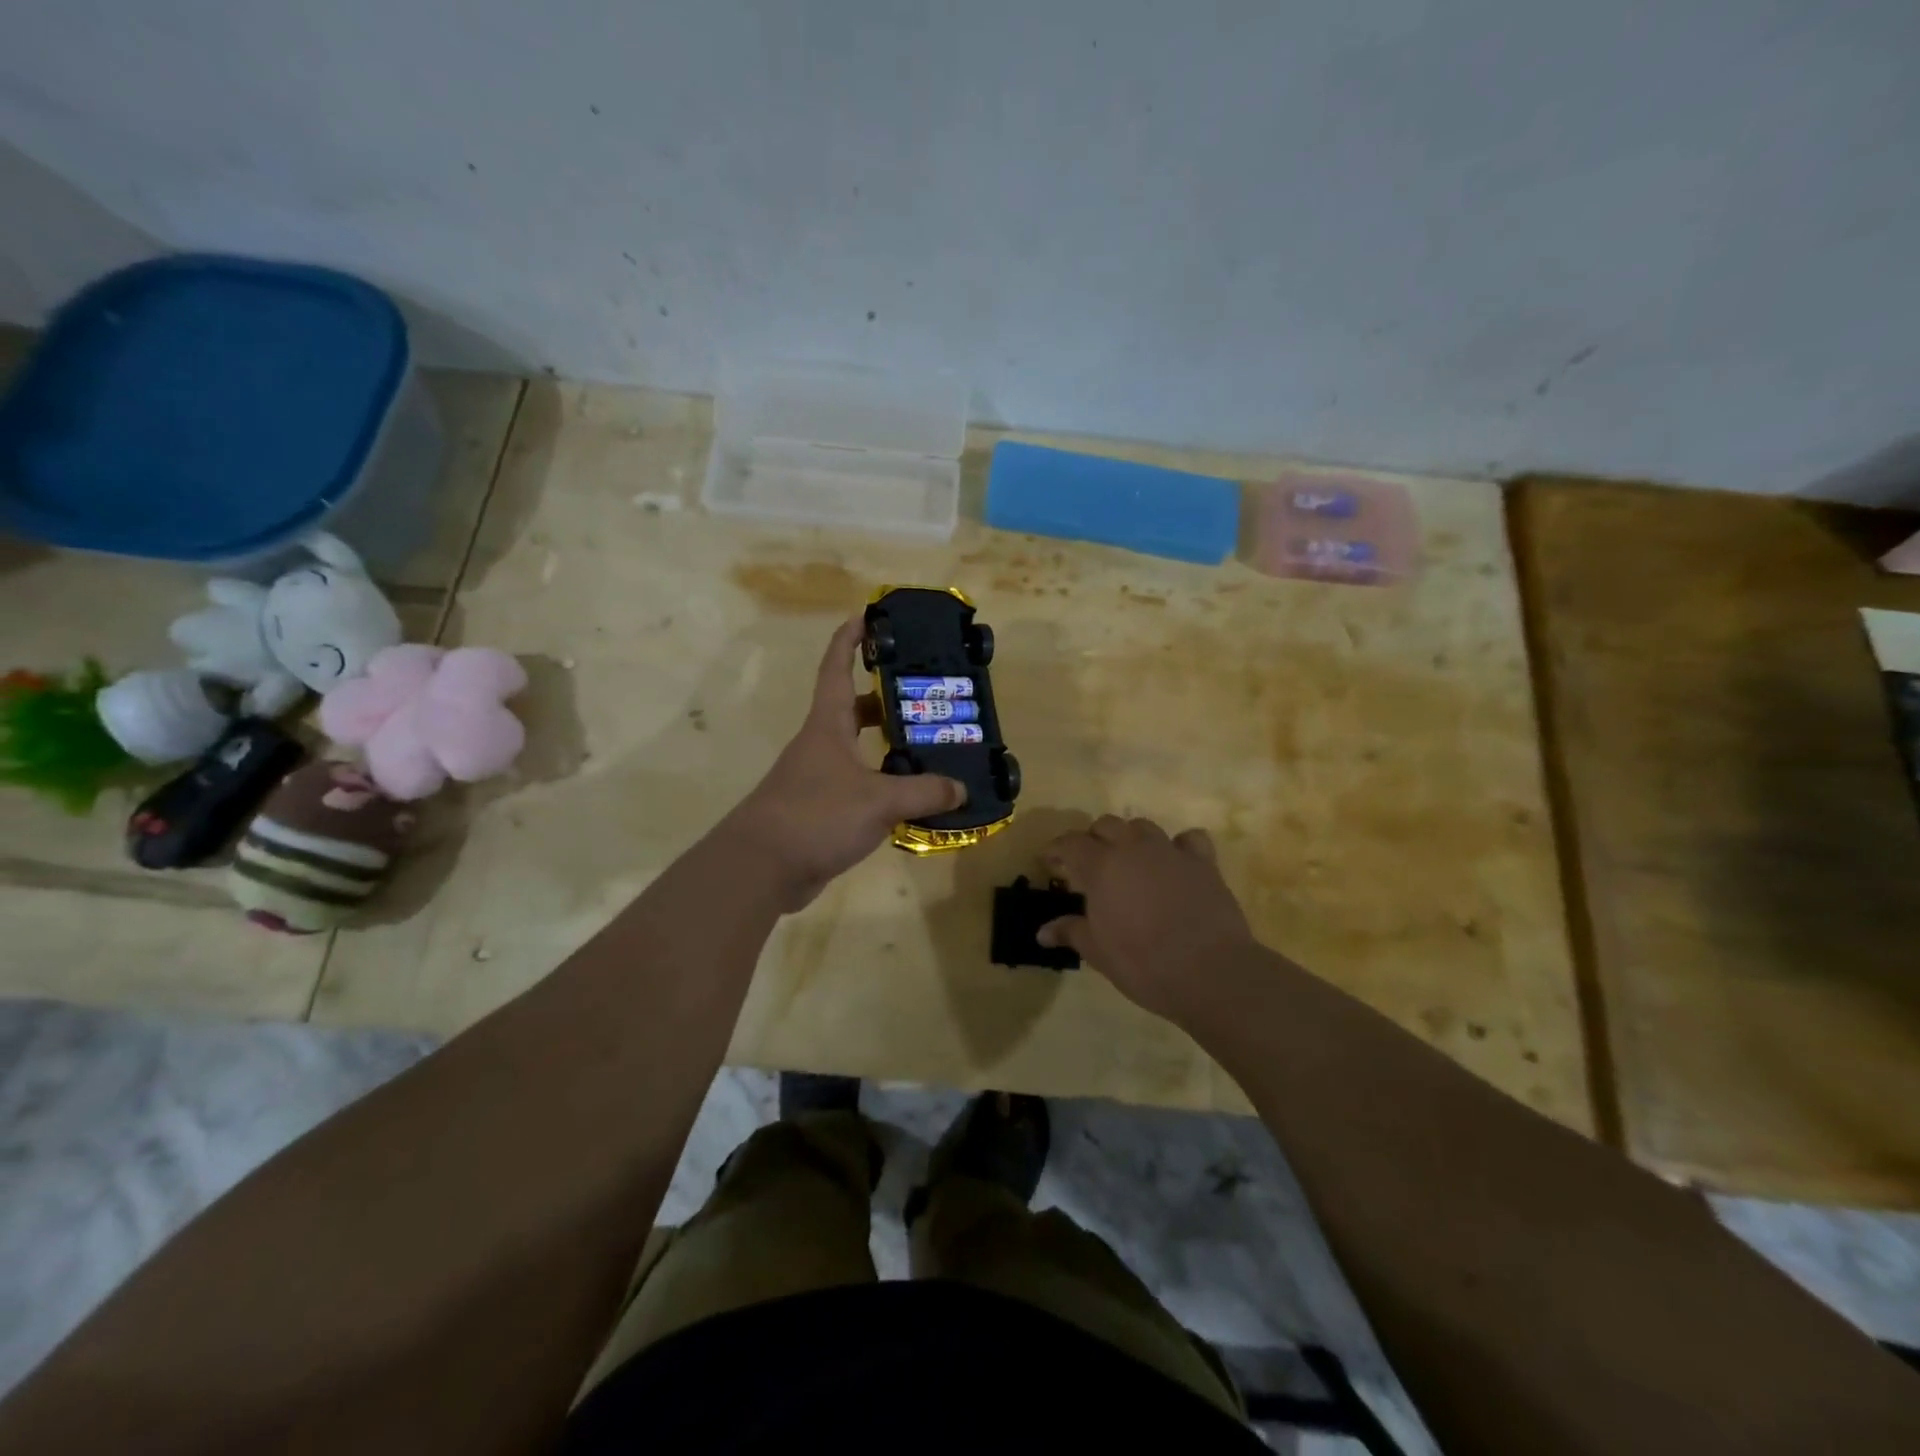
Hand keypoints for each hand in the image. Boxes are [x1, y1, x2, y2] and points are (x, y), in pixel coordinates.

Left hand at [725, 616, 965, 910]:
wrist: (762, 867)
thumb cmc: (816, 815)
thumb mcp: (879, 800)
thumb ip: (923, 792)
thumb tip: (961, 788)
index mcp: (828, 725)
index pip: (837, 667)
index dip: (851, 639)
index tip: (870, 616)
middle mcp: (821, 744)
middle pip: (854, 709)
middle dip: (887, 698)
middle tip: (926, 696)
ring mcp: (819, 778)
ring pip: (859, 750)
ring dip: (889, 745)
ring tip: (930, 746)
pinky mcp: (821, 810)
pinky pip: (859, 786)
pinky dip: (883, 784)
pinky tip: (912, 797)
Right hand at [1039, 816, 1257, 1024]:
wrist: (1209, 972)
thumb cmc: (1142, 963)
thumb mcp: (1098, 952)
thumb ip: (1070, 932)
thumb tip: (1042, 932)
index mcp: (1101, 866)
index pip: (1070, 843)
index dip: (1056, 850)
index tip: (1049, 862)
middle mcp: (1133, 848)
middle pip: (1106, 825)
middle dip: (1092, 840)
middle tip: (1088, 865)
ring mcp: (1170, 851)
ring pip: (1142, 827)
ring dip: (1130, 838)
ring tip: (1128, 860)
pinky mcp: (1203, 862)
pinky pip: (1188, 839)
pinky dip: (1178, 846)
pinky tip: (1175, 862)